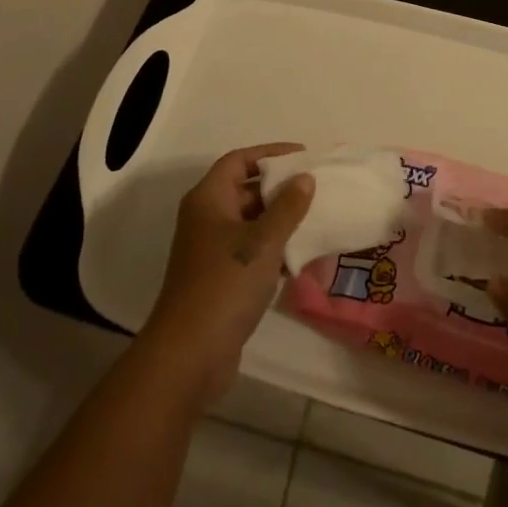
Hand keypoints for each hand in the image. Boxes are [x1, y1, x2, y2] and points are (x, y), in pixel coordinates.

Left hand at [141, 144, 313, 402]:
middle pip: (244, 190)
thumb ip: (287, 207)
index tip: (303, 155)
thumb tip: (305, 178)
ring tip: (316, 218)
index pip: (238, 161)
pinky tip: (302, 255)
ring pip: (250, 222)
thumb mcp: (264, 240)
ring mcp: (211, 250)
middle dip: (279, 188)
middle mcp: (206, 218)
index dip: (270, 154)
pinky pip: (251, 250)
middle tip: (316, 187)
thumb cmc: (226, 283)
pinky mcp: (220, 278)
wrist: (190, 352)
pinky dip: (274, 248)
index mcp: (208, 199)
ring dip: (280, 220)